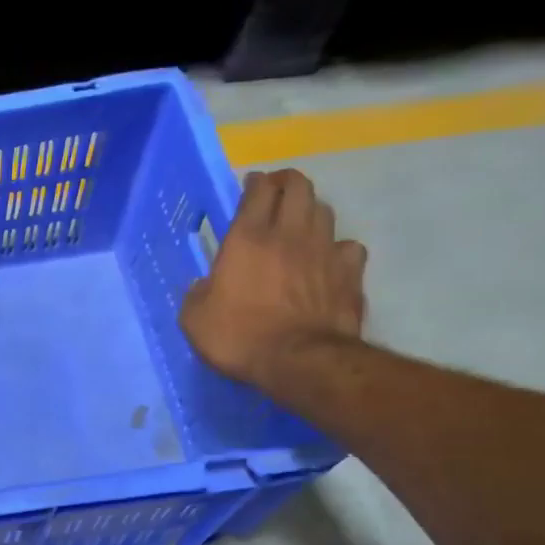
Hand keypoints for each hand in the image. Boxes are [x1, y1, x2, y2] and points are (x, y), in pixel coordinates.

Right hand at [180, 168, 366, 391]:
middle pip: (299, 186)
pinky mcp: (349, 273)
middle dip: (286, 183)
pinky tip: (327, 261)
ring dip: (310, 211)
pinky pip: (347, 246)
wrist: (299, 361)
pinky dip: (336, 248)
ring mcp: (325, 250)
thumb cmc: (239, 337)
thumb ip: (197, 293)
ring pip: (324, 210)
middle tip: (275, 194)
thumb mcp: (194, 319)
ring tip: (299, 225)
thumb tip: (204, 285)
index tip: (249, 186)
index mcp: (247, 238)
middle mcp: (289, 234)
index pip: (258, 190)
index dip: (254, 183)